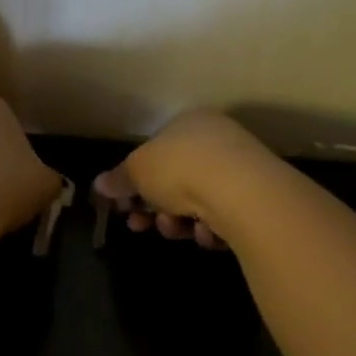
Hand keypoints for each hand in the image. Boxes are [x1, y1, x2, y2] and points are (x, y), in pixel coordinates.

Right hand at [93, 110, 275, 248]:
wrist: (240, 192)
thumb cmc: (180, 169)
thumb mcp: (137, 171)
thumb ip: (118, 179)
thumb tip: (99, 184)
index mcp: (188, 123)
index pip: (156, 151)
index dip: (135, 181)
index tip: (123, 206)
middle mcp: (216, 141)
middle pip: (175, 181)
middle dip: (154, 208)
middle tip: (140, 225)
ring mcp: (239, 170)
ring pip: (196, 204)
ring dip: (178, 222)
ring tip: (175, 228)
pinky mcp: (256, 200)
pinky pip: (222, 218)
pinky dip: (210, 229)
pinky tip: (208, 232)